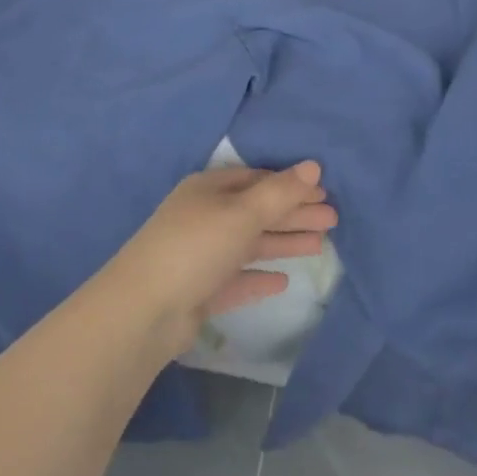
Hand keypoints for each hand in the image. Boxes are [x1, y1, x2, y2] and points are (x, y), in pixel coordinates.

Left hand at [105, 163, 337, 349]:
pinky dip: (259, 276)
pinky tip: (282, 281)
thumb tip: (314, 164)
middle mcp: (204, 217)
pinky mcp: (199, 290)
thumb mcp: (242, 213)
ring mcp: (200, 255)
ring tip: (320, 245)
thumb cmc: (196, 247)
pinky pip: (236, 277)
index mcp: (209, 189)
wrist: (143, 311)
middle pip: (257, 211)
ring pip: (250, 244)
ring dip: (283, 242)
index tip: (324, 191)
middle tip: (333, 220)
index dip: (291, 185)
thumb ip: (280, 192)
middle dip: (294, 214)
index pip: (257, 179)